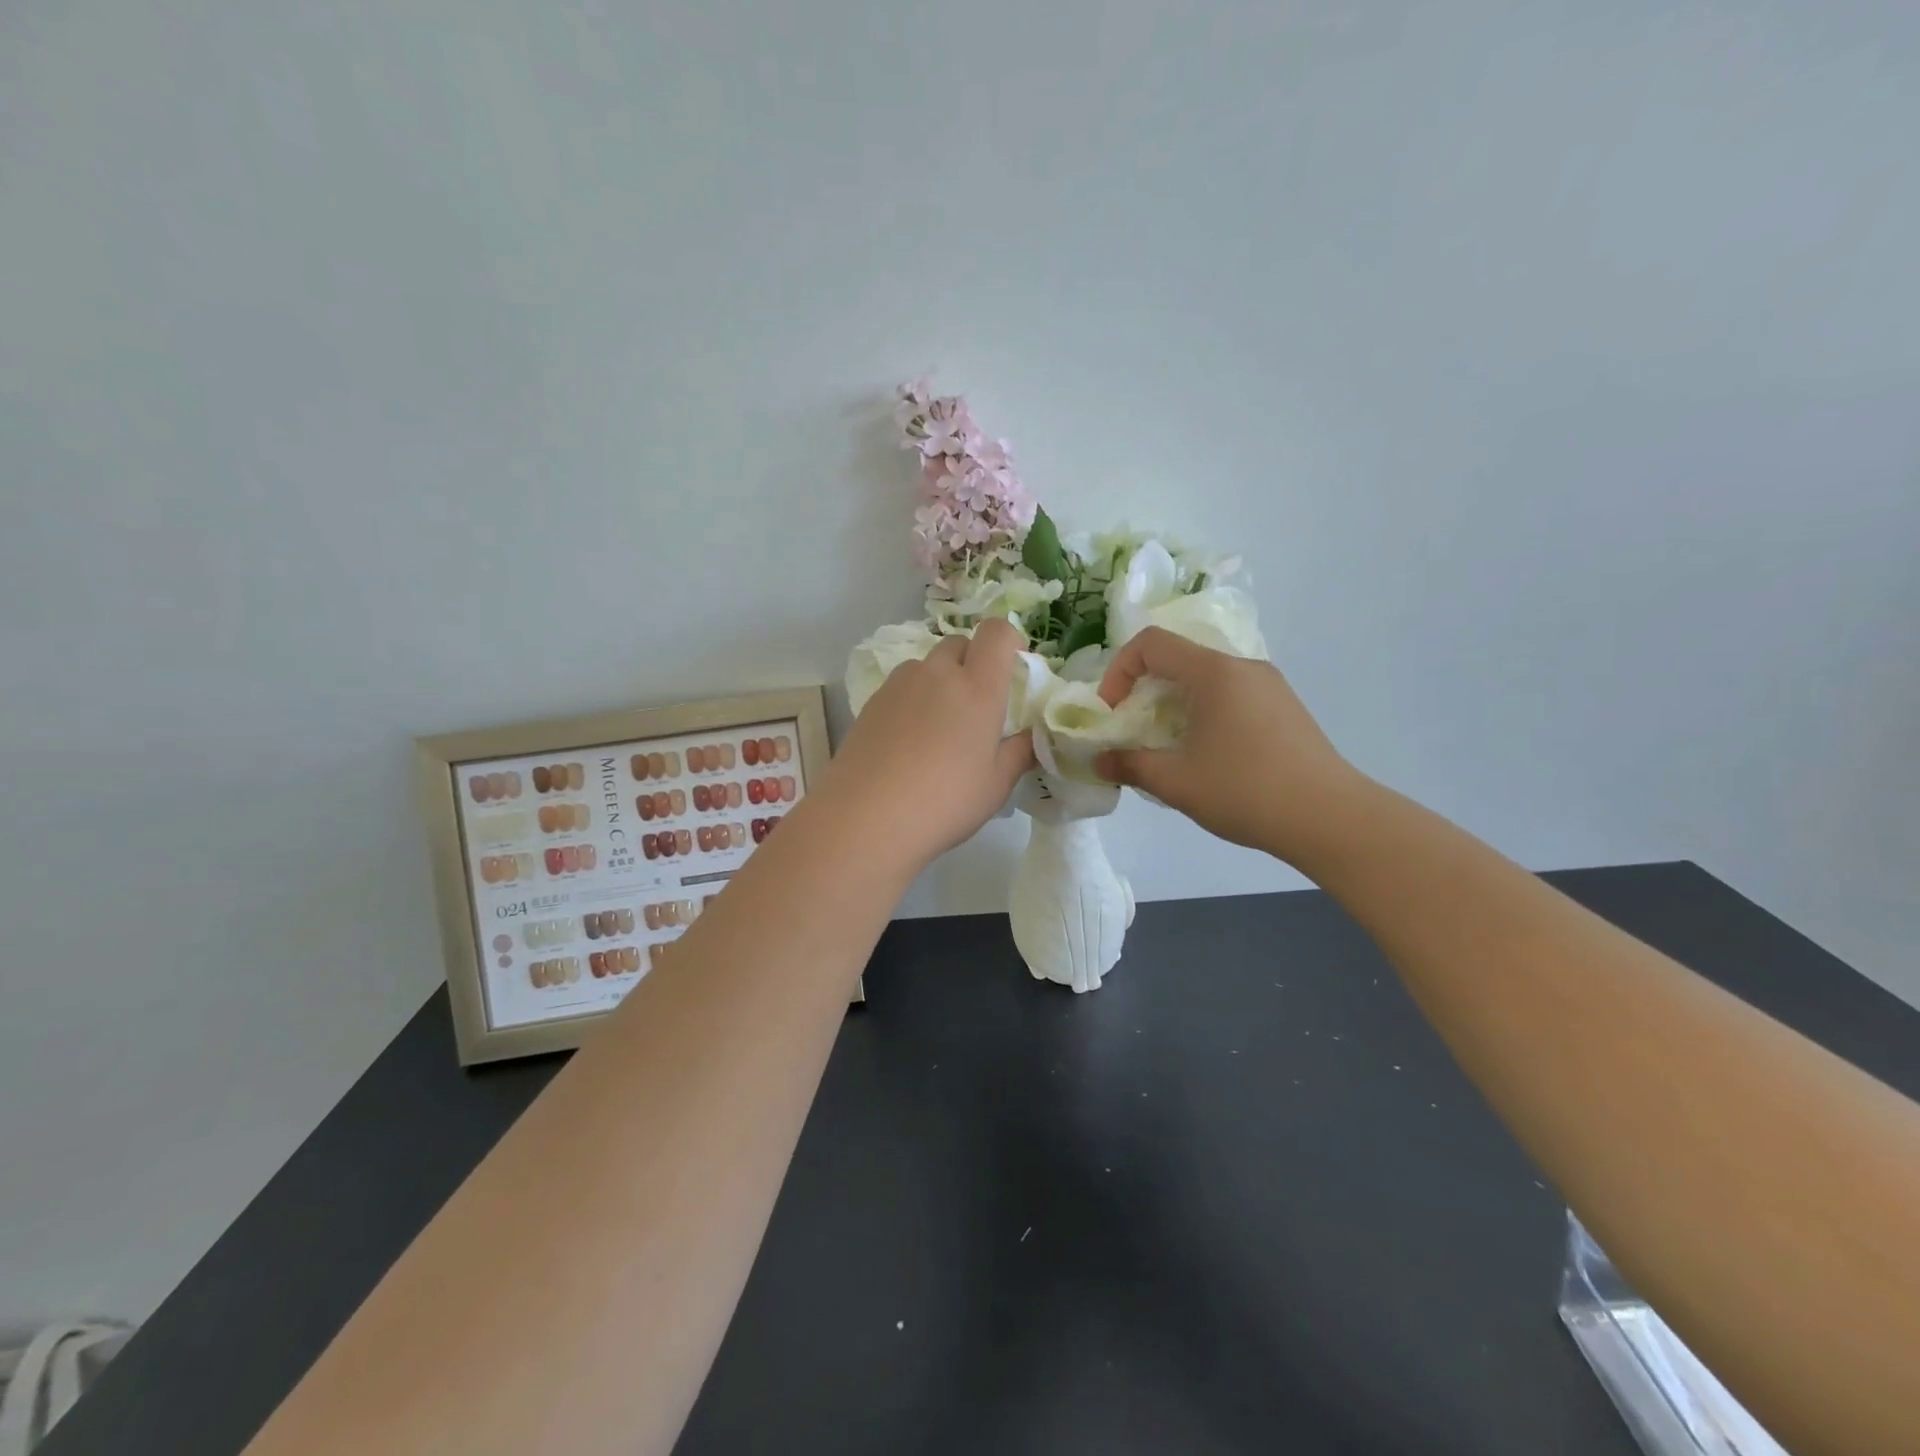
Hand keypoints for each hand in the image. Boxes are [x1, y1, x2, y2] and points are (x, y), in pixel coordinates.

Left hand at [826, 618, 1035, 867]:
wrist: (864, 819)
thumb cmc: (943, 802)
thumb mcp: (995, 786)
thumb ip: (1019, 753)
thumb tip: (1030, 737)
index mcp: (977, 687)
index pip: (997, 632)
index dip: (1009, 640)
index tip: (1012, 669)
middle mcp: (938, 674)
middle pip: (959, 644)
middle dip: (973, 663)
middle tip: (976, 708)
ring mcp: (899, 685)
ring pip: (927, 666)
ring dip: (940, 682)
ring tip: (939, 729)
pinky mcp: (871, 702)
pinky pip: (902, 687)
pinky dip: (913, 701)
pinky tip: (908, 743)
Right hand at [1094, 627, 1363, 865]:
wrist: (1330, 818)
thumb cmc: (1246, 791)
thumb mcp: (1176, 782)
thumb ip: (1130, 765)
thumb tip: (1098, 762)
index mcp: (1214, 672)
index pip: (1151, 643)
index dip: (1119, 670)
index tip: (1113, 712)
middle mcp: (1243, 667)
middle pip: (1179, 659)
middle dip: (1145, 691)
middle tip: (1135, 732)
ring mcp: (1269, 686)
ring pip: (1206, 679)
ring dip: (1175, 704)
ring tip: (1170, 748)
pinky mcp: (1284, 708)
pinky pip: (1231, 695)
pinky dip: (1204, 713)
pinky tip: (1208, 756)